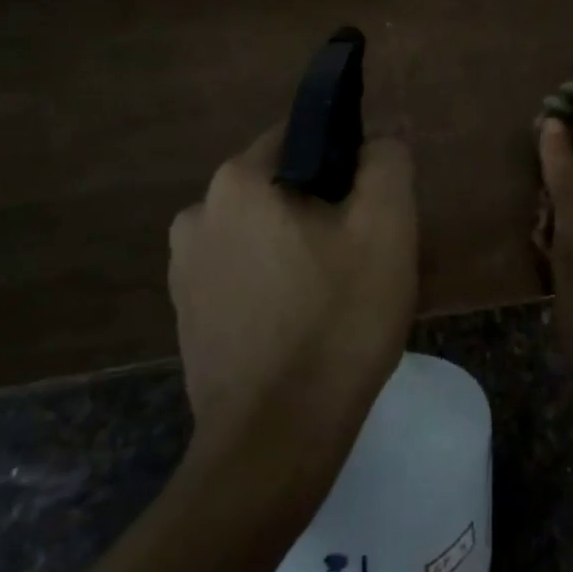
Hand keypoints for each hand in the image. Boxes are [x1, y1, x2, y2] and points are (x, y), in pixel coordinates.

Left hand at [168, 126, 417, 479]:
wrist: (275, 440)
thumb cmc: (338, 321)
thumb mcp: (386, 228)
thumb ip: (388, 161)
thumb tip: (385, 131)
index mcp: (239, 182)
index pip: (303, 135)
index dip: (349, 158)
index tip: (377, 203)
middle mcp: (198, 213)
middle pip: (283, 186)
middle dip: (327, 207)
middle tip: (369, 253)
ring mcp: (184, 269)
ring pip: (265, 231)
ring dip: (302, 246)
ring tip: (341, 292)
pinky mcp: (187, 315)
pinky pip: (245, 273)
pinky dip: (277, 281)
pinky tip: (306, 321)